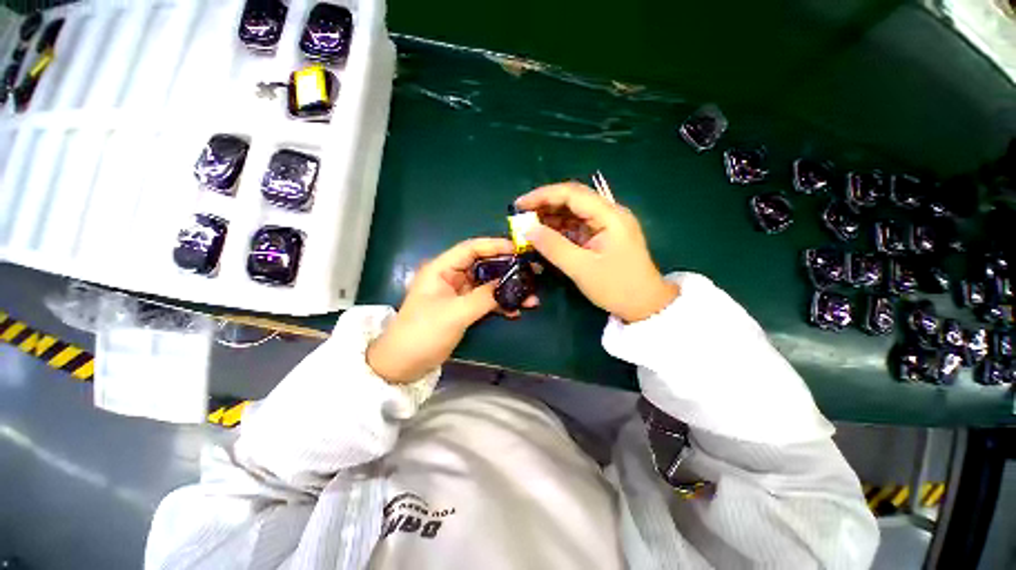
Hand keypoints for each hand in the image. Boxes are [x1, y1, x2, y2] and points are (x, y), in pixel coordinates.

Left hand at [367, 238, 536, 383]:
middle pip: (483, 265)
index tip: (518, 250)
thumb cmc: (424, 332)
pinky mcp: (464, 308)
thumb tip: (509, 286)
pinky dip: (500, 304)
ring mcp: (459, 293)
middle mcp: (451, 277)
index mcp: (442, 269)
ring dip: (508, 289)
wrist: (404, 363)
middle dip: (507, 269)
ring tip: (531, 297)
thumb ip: (484, 297)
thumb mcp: (455, 313)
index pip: (471, 248)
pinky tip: (516, 310)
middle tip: (531, 273)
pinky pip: (486, 300)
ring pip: (488, 284)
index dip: (495, 246)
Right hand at [515, 182, 678, 322]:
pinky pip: (576, 228)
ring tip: (528, 229)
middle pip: (572, 200)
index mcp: (610, 216)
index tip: (520, 205)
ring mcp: (605, 225)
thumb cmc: (617, 287)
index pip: (572, 194)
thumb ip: (554, 247)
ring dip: (550, 219)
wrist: (644, 306)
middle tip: (521, 218)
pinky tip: (544, 237)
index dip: (543, 196)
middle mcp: (608, 214)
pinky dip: (558, 231)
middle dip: (544, 207)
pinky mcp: (601, 237)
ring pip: (572, 214)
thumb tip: (527, 230)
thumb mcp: (582, 269)